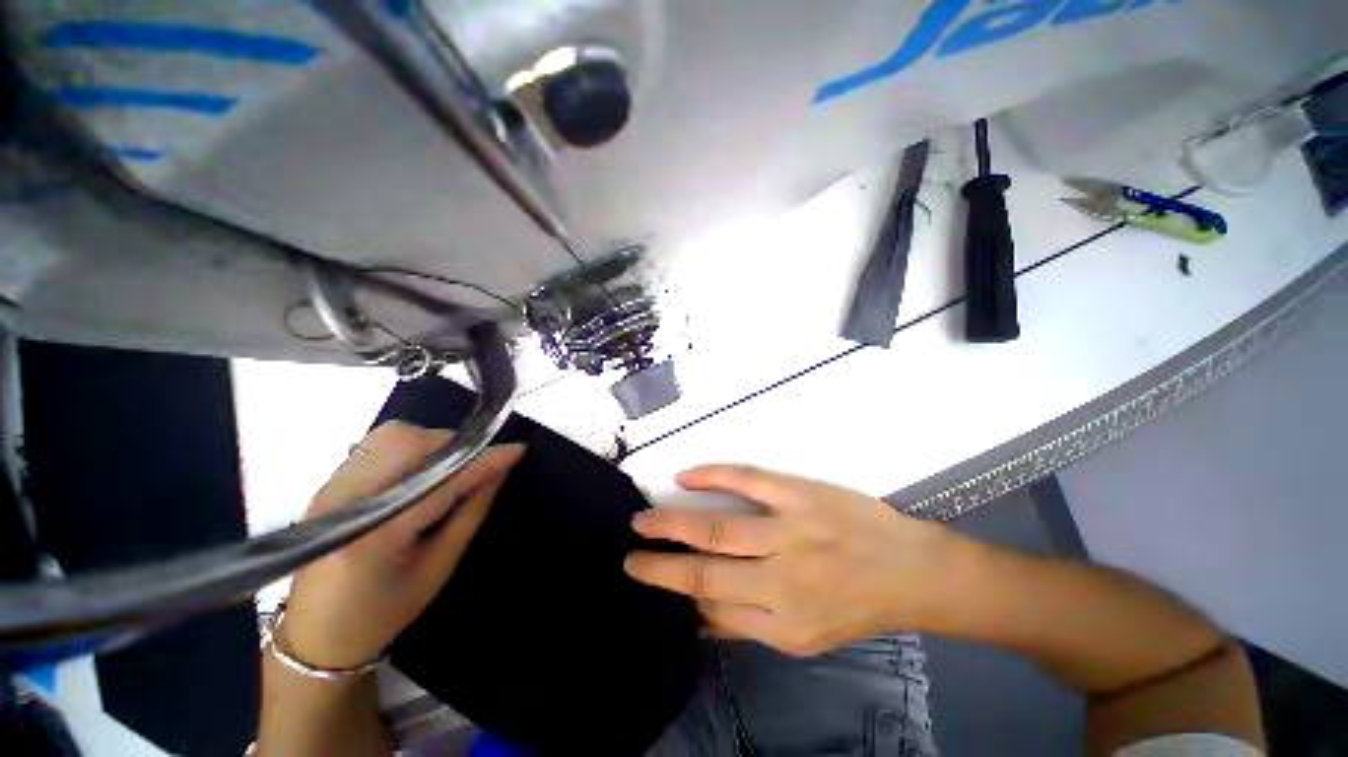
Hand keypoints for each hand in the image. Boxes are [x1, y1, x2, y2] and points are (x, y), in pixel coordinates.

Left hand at [280, 422, 523, 668]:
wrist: (317, 634)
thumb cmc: (386, 610)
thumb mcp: (440, 566)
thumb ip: (472, 512)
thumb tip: (500, 470)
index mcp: (375, 536)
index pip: (440, 481)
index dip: (482, 461)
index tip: (516, 450)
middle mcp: (345, 502)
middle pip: (407, 442)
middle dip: (453, 445)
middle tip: (475, 463)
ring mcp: (330, 489)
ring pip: (391, 436)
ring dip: (431, 443)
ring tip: (449, 467)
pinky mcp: (328, 484)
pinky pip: (377, 445)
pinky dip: (410, 448)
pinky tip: (421, 472)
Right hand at [624, 465, 958, 656]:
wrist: (911, 570)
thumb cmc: (856, 606)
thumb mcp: (805, 638)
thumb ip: (748, 626)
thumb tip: (697, 616)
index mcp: (781, 622)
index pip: (710, 609)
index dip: (673, 595)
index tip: (647, 581)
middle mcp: (779, 580)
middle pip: (703, 572)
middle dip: (658, 566)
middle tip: (627, 554)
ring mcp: (789, 531)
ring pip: (716, 528)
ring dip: (671, 524)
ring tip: (642, 520)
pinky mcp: (799, 494)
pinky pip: (746, 479)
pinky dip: (711, 476)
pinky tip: (685, 477)